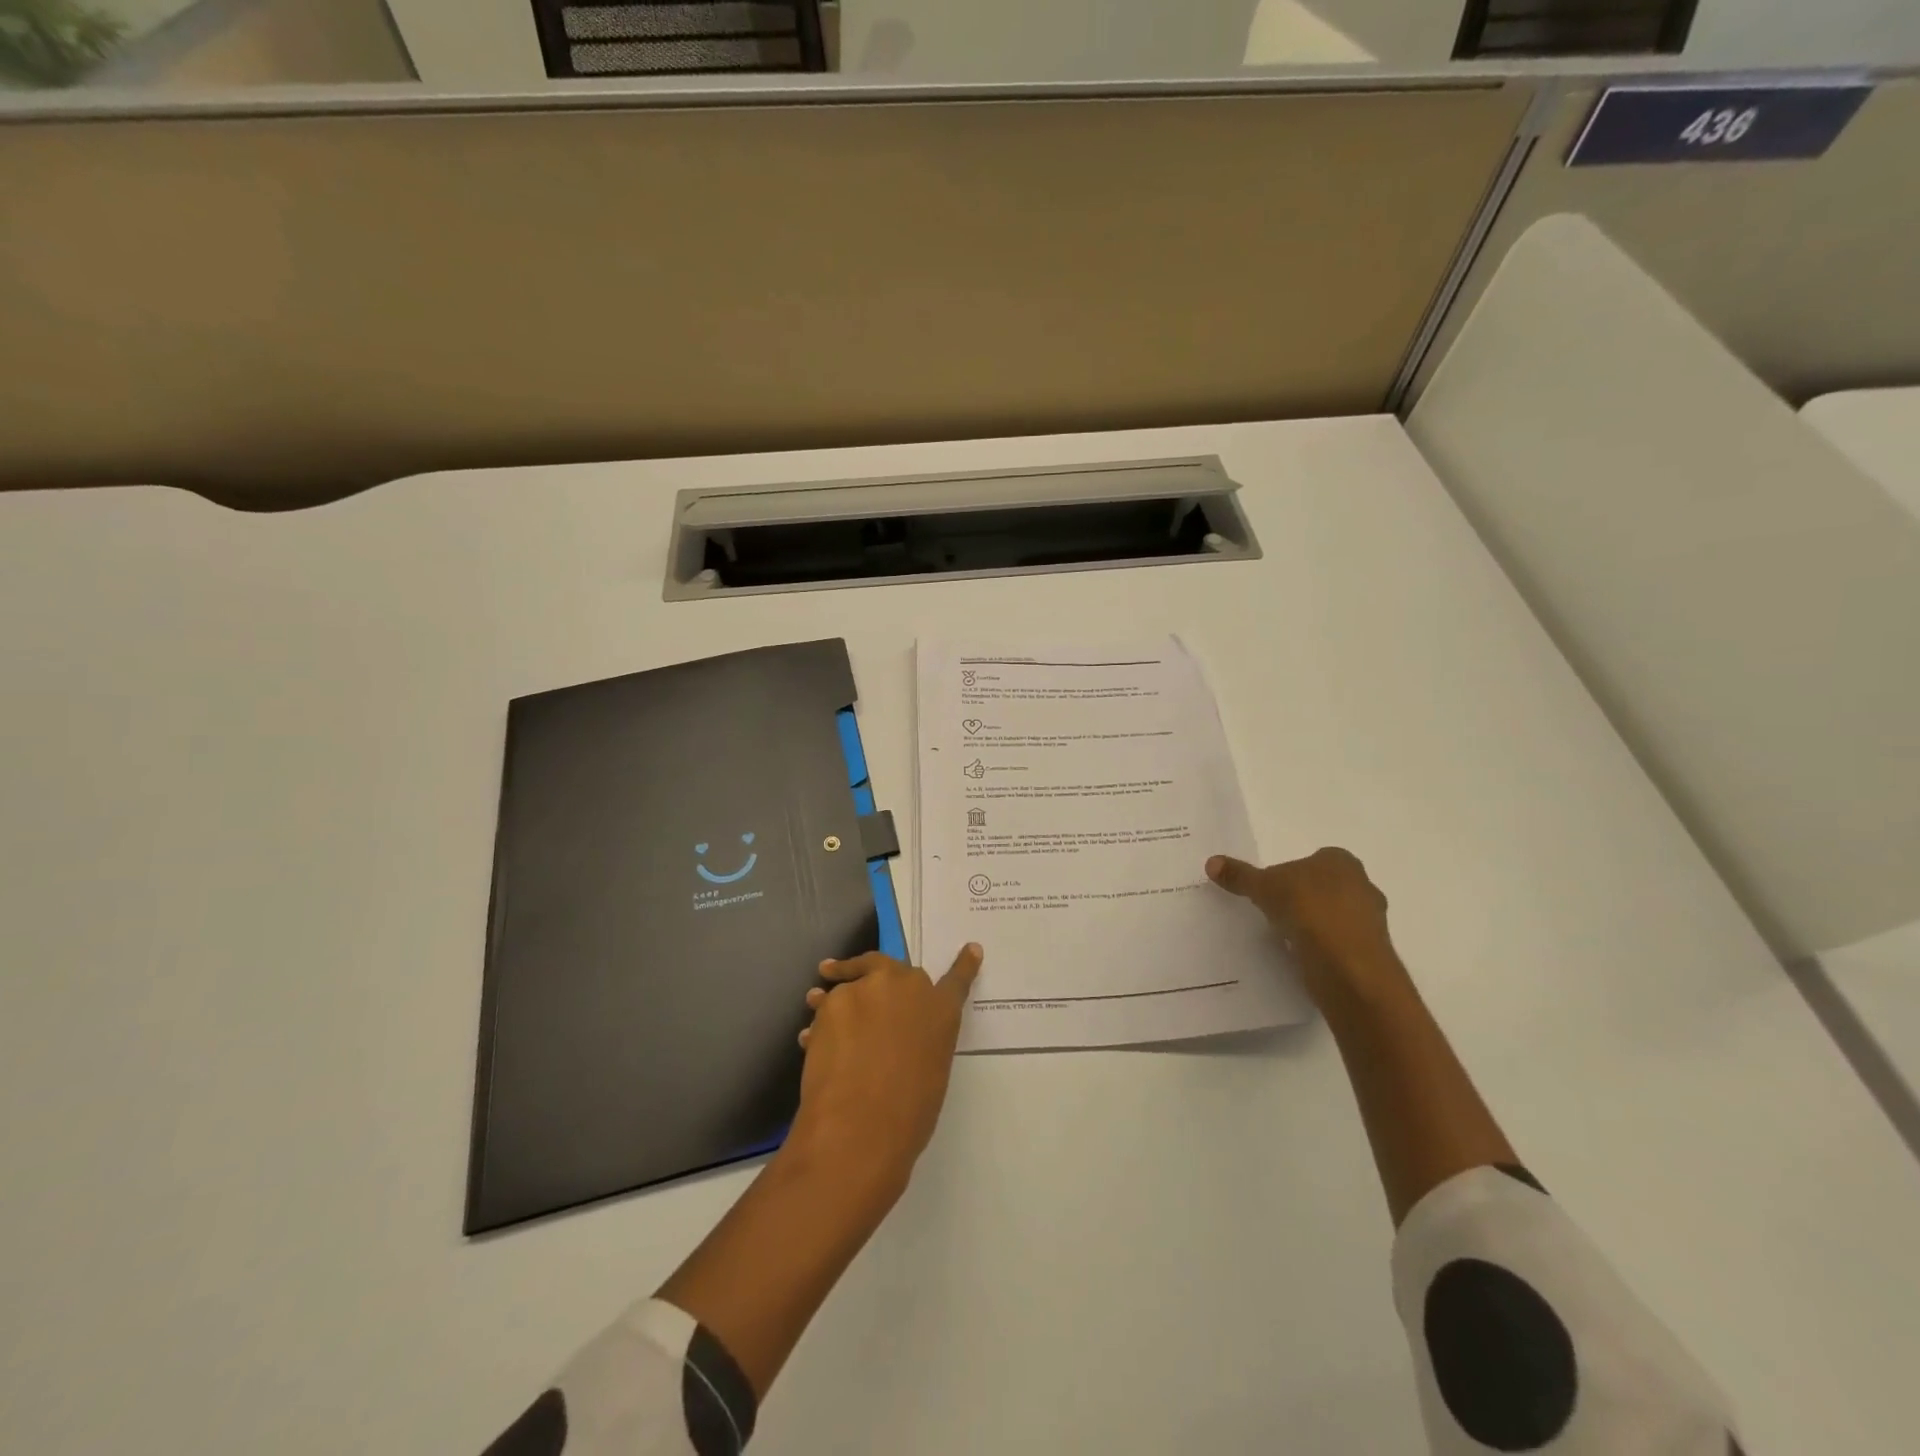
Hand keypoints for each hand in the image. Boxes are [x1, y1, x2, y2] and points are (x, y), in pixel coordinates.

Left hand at [790, 945, 983, 1189]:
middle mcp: (907, 987)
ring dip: (839, 988)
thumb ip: (922, 1043)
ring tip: (817, 999)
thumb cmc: (906, 1115)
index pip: (957, 980)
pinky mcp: (833, 1001)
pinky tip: (812, 1041)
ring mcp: (868, 989)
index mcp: (942, 1010)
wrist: (858, 1128)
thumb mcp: (930, 1073)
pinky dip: (821, 1019)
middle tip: (861, 977)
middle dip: (876, 971)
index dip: (964, 965)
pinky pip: (826, 1006)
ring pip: (851, 981)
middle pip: (891, 965)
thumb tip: (898, 1039)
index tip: (971, 949)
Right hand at [1205, 847, 1402, 999]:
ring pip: (1336, 917)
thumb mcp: (1264, 887)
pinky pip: (1341, 944)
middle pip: (1327, 888)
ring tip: (1288, 937)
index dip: (1292, 874)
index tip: (1273, 890)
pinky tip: (1304, 957)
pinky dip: (1324, 949)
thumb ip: (1240, 876)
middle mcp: (1363, 885)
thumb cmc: (1307, 909)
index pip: (1314, 860)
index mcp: (1341, 861)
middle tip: (1277, 912)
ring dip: (1316, 925)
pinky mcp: (1371, 953)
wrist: (1347, 964)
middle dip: (1306, 898)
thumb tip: (1211, 862)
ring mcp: (1372, 921)